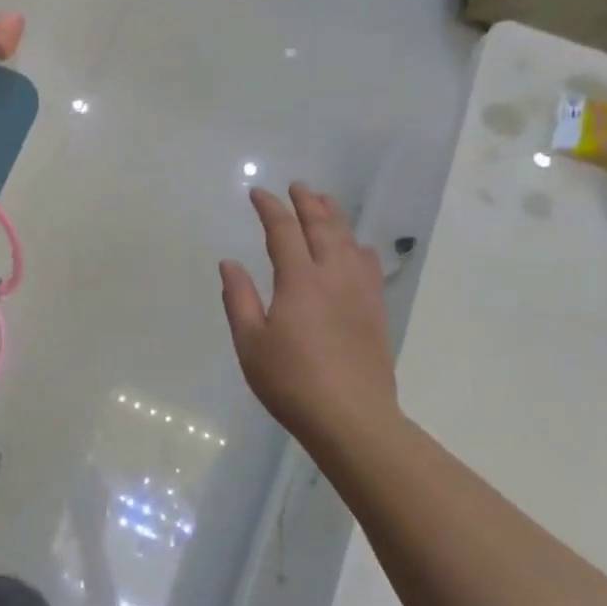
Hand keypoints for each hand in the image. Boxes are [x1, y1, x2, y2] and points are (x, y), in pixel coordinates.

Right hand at [220, 184, 398, 441]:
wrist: (352, 418)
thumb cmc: (291, 381)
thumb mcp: (250, 342)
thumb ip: (239, 298)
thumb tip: (230, 263)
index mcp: (299, 280)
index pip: (283, 231)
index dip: (270, 208)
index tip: (258, 194)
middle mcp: (333, 277)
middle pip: (323, 227)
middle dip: (308, 203)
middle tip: (298, 187)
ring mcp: (360, 293)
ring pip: (350, 242)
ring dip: (336, 218)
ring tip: (326, 203)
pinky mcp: (376, 312)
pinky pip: (370, 267)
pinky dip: (360, 248)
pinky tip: (359, 247)